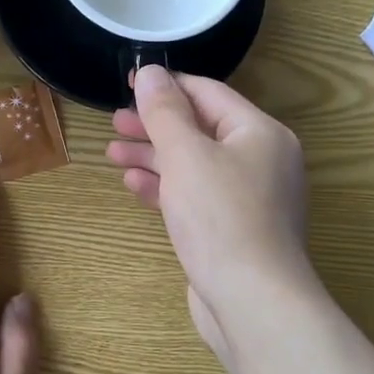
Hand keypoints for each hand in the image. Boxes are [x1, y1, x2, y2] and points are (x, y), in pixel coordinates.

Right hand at [105, 66, 314, 361]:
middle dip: (155, 125)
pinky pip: (196, 195)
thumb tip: (150, 72)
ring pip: (194, 163)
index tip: (127, 83)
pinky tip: (134, 184)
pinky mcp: (233, 228)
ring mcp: (248, 197)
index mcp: (260, 133)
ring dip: (154, 156)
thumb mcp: (186, 155)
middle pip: (200, 128)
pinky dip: (166, 186)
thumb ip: (165, 111)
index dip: (166, 86)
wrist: (252, 302)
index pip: (208, 93)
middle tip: (114, 122)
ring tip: (113, 152)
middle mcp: (260, 159)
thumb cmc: (221, 218)